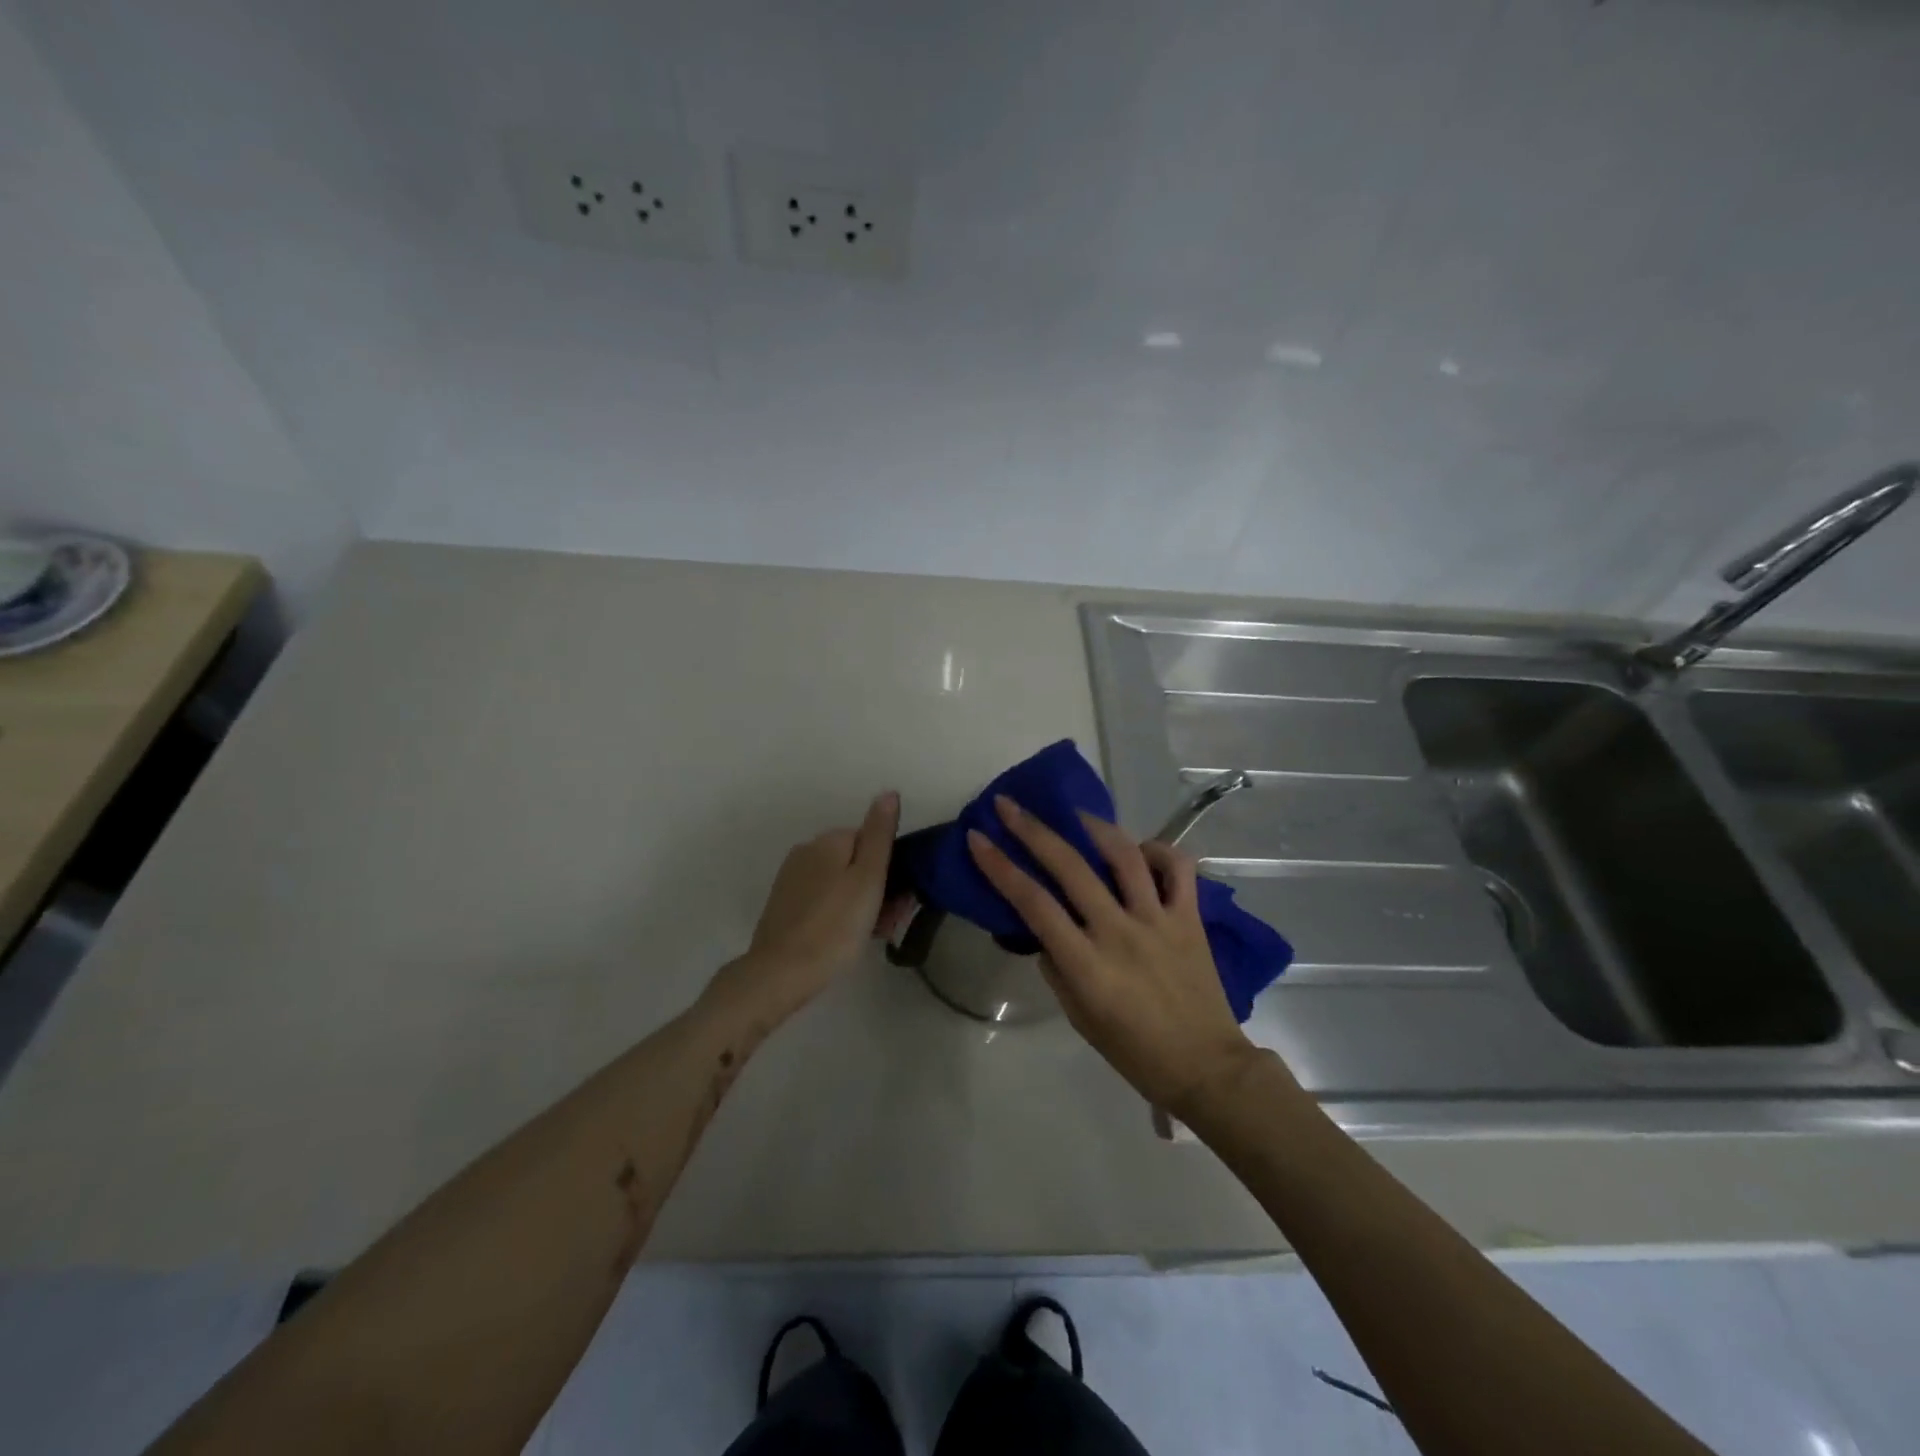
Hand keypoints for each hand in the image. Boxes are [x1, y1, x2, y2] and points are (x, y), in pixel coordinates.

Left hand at [713, 791, 899, 1024]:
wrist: (781, 973)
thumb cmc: (835, 926)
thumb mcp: (868, 878)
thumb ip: (880, 834)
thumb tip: (889, 792)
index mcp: (828, 840)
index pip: (872, 840)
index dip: (891, 869)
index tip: (901, 900)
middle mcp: (806, 851)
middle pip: (855, 862)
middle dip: (877, 887)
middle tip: (890, 922)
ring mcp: (792, 879)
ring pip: (840, 883)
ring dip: (861, 903)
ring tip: (873, 935)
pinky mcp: (784, 905)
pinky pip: (823, 900)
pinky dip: (839, 913)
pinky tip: (846, 938)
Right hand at [967, 795, 1258, 1115]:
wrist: (1206, 1067)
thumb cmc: (1134, 1051)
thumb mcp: (1079, 1017)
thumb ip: (1057, 968)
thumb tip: (1047, 931)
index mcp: (1086, 964)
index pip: (1033, 903)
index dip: (1000, 866)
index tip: (978, 838)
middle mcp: (1119, 932)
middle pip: (1070, 867)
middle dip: (1033, 830)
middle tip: (1009, 806)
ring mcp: (1158, 920)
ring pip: (1125, 856)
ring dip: (1093, 827)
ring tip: (1074, 813)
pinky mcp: (1190, 918)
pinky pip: (1178, 868)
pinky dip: (1159, 850)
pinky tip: (1141, 849)